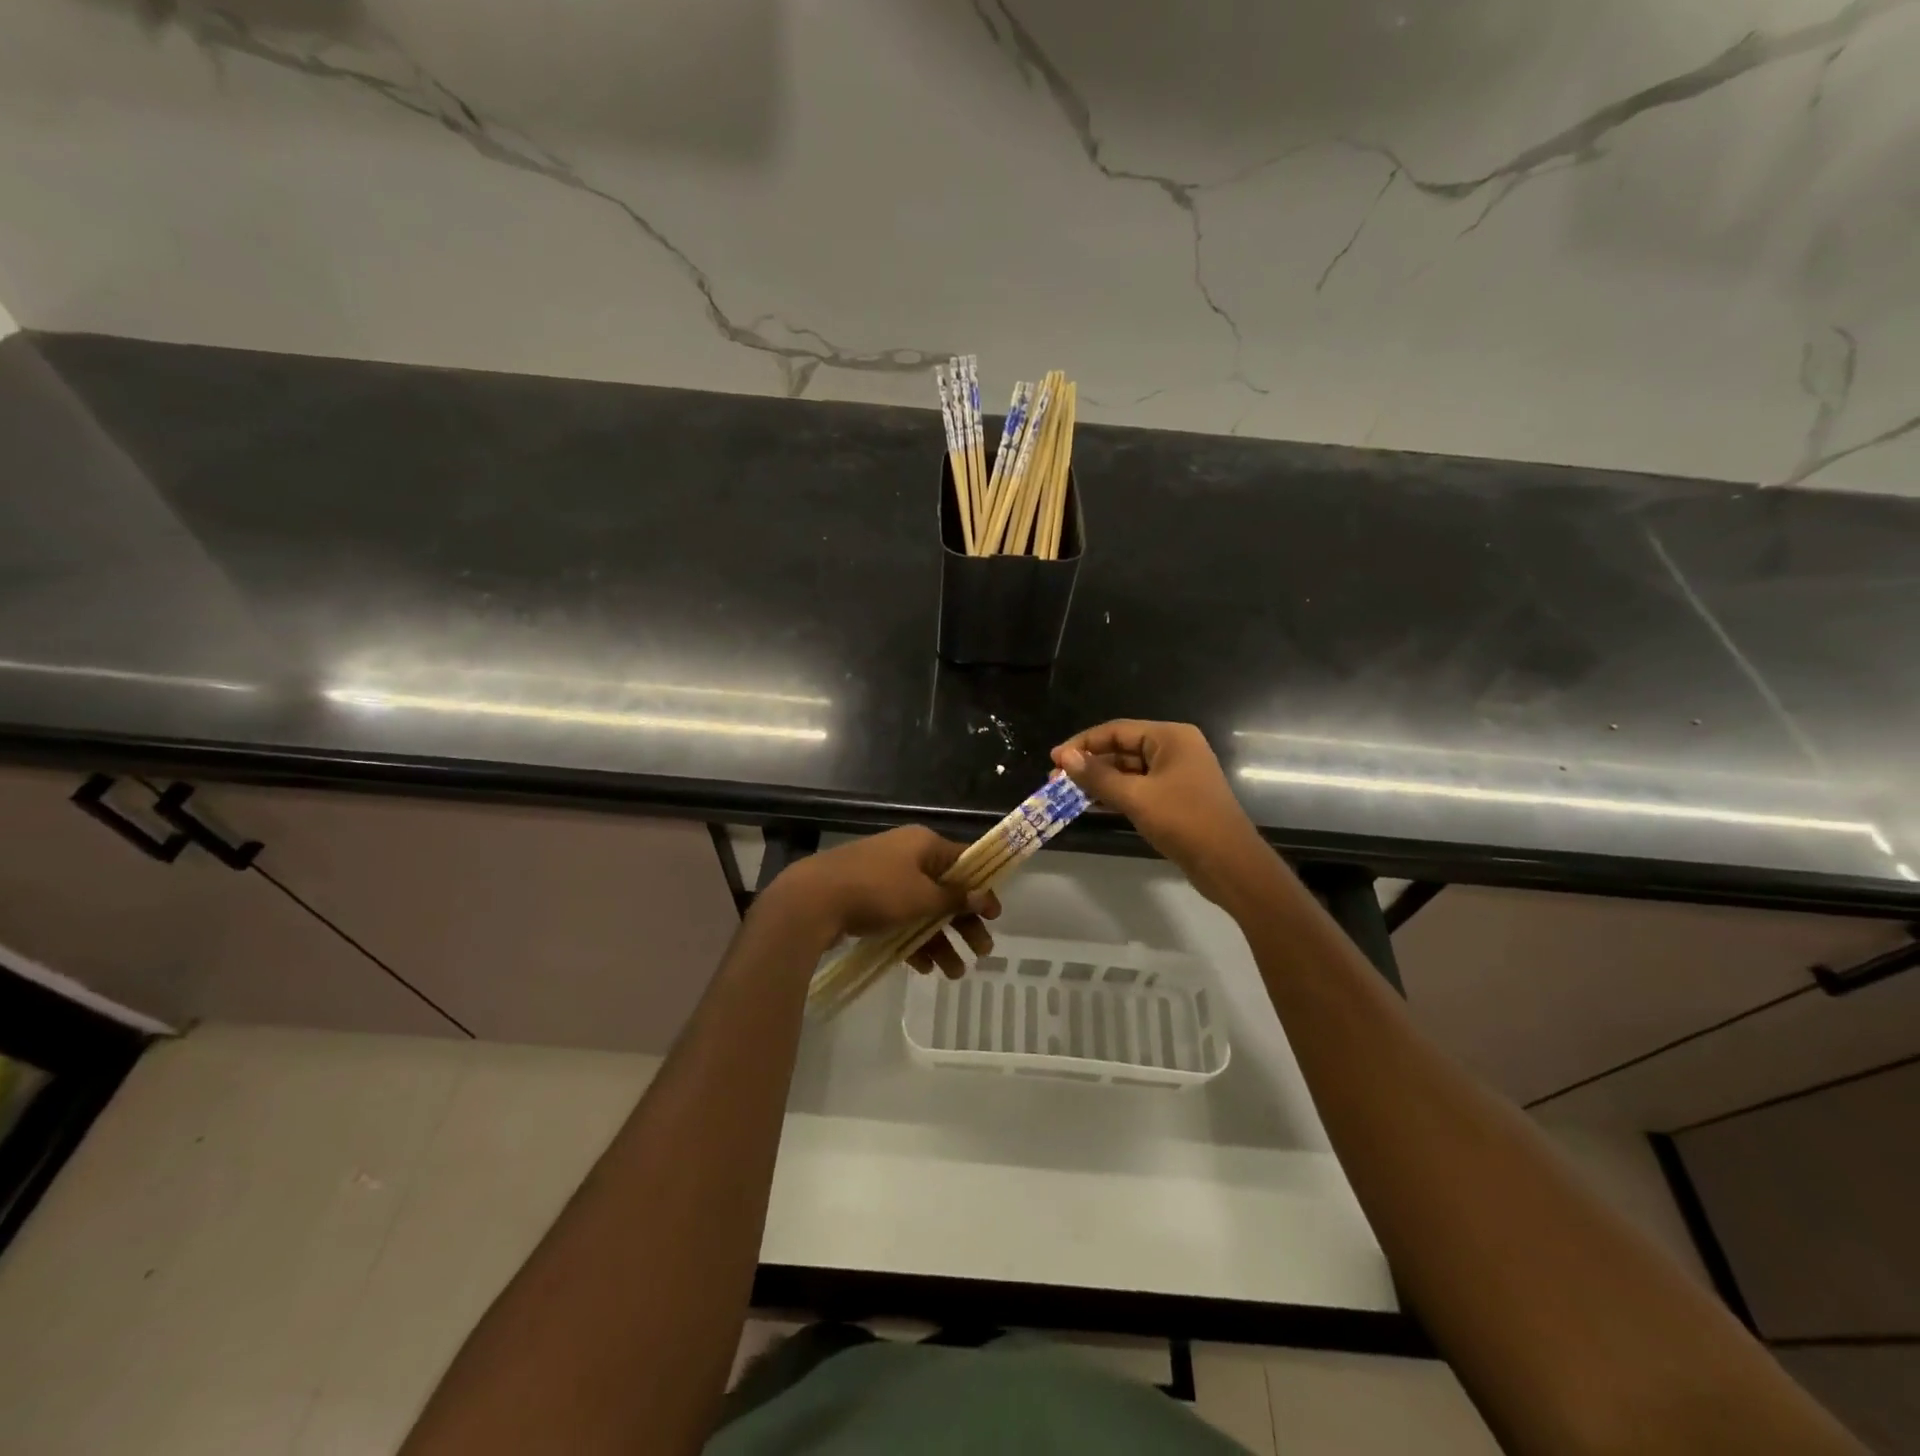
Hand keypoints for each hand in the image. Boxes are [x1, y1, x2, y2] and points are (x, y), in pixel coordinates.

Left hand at [767, 826, 998, 976]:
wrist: (812, 900)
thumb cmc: (876, 891)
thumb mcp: (922, 896)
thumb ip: (954, 898)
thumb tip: (983, 895)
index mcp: (923, 844)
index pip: (964, 861)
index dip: (982, 887)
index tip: (995, 915)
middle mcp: (907, 856)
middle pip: (945, 890)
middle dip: (963, 923)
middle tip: (982, 952)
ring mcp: (885, 878)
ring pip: (923, 910)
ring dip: (941, 940)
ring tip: (955, 973)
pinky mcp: (867, 900)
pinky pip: (900, 920)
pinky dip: (914, 941)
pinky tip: (925, 968)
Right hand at [1051, 721, 1275, 909]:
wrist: (1229, 864)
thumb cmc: (1184, 821)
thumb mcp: (1136, 797)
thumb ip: (1098, 776)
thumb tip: (1066, 757)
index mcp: (1171, 737)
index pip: (1117, 730)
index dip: (1083, 743)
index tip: (1053, 759)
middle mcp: (1175, 749)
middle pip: (1122, 748)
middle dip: (1089, 763)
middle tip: (1056, 780)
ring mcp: (1177, 774)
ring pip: (1129, 770)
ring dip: (1099, 780)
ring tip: (1067, 793)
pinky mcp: (1176, 798)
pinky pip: (1139, 788)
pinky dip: (1116, 794)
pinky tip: (1092, 804)